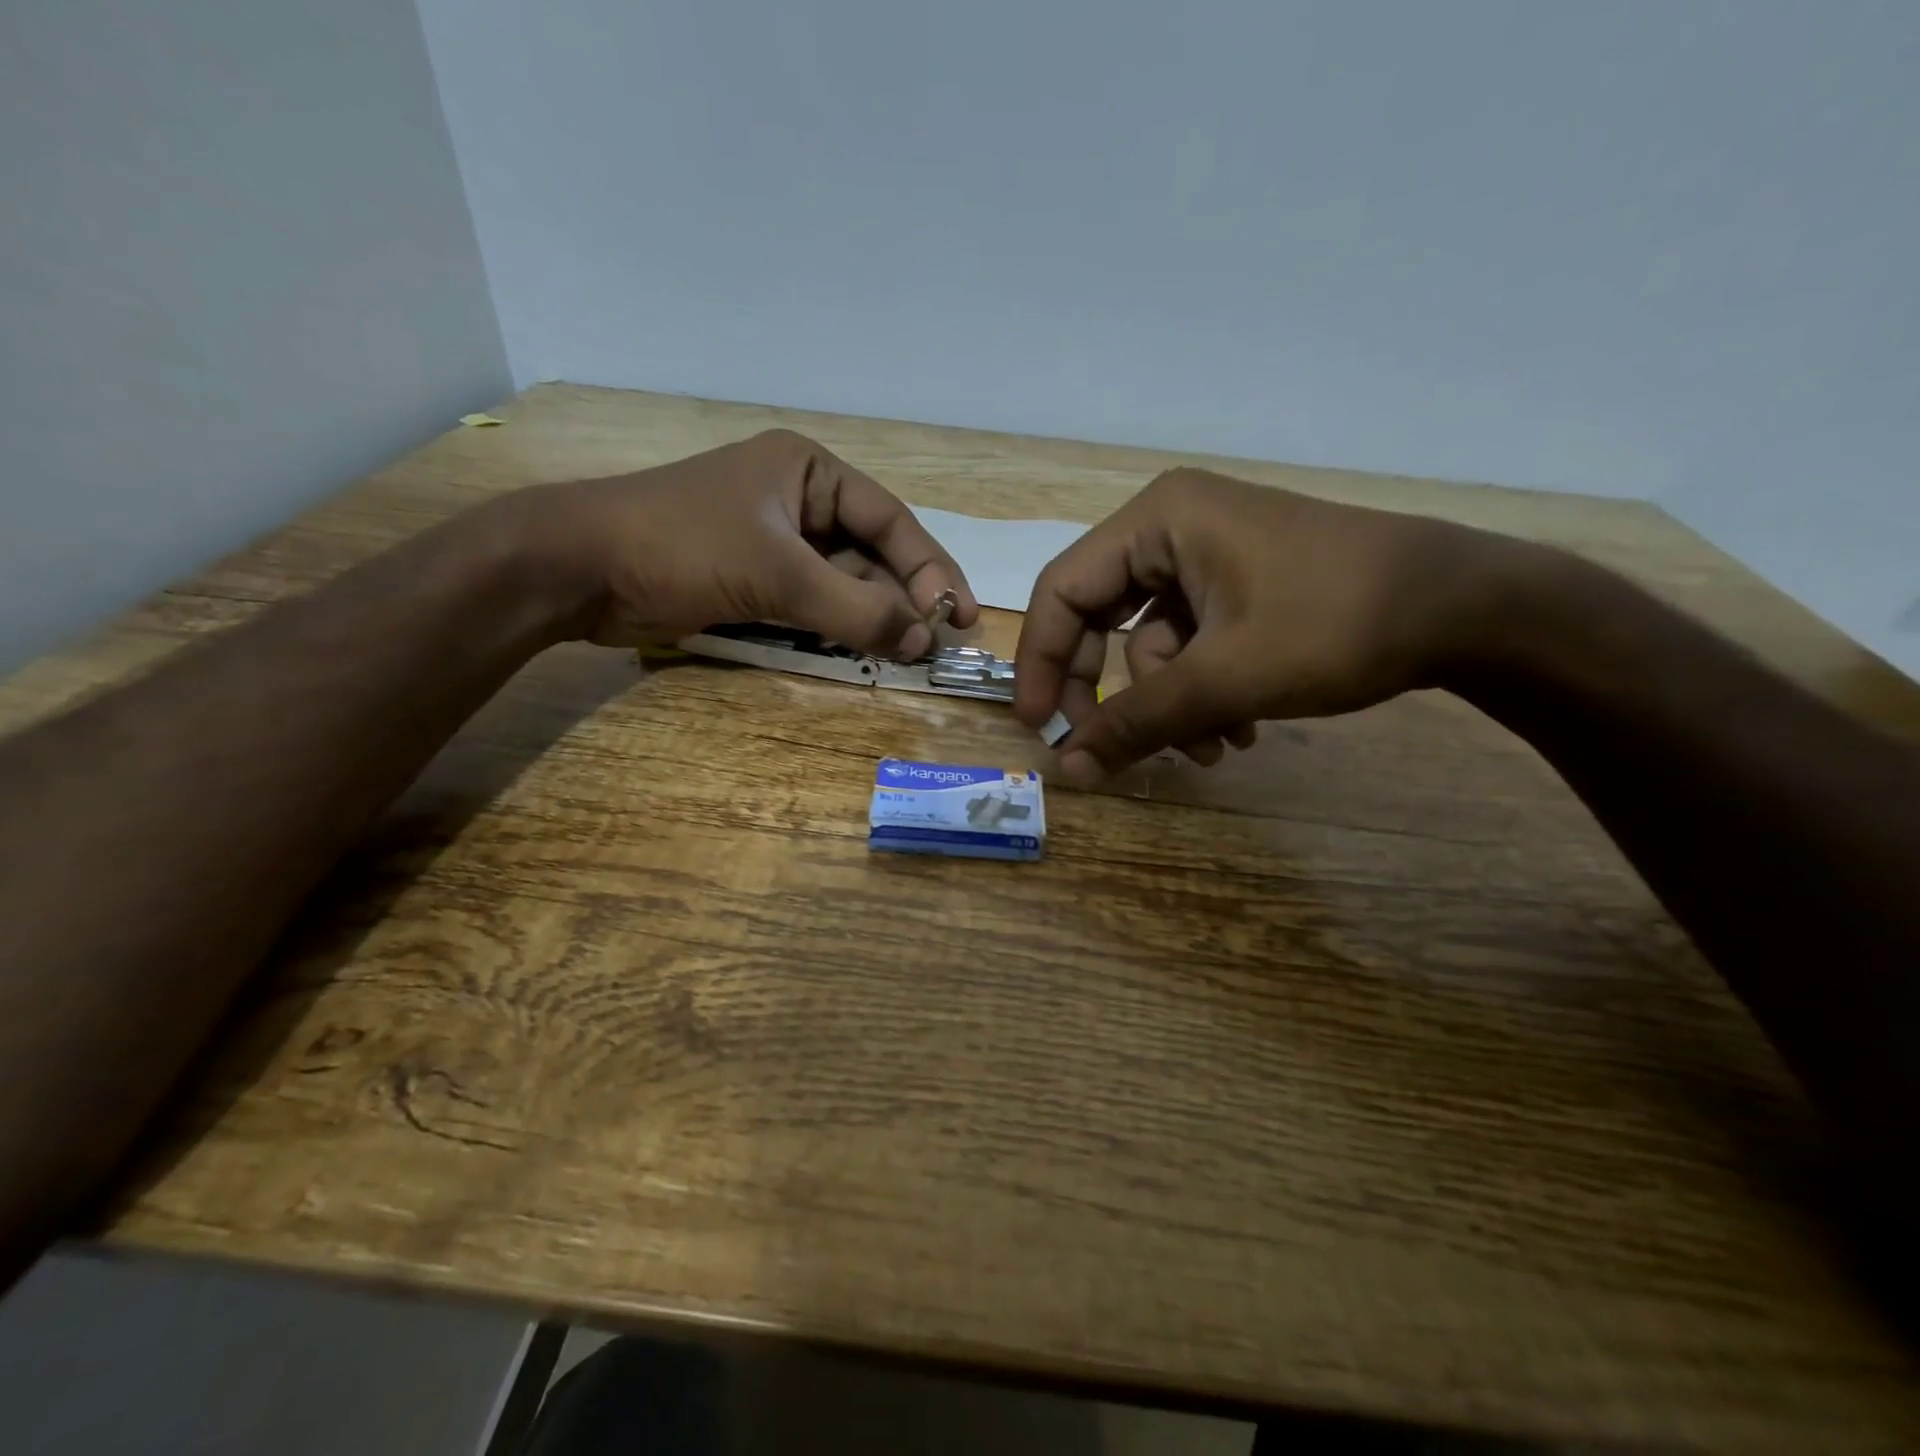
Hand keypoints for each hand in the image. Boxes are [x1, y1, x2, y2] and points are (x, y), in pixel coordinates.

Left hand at [539, 430, 978, 656]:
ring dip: (874, 617)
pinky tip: (866, 650)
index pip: (889, 520)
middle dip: (904, 597)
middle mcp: (799, 500)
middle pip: (872, 552)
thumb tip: (924, 641)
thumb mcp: (778, 573)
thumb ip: (855, 609)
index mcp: (809, 470)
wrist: (580, 568)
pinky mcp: (757, 578)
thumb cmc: (682, 546)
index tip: (960, 615)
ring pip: (845, 582)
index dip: (931, 568)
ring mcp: (777, 541)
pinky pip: (815, 602)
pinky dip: (839, 627)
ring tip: (908, 654)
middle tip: (938, 643)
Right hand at [1013, 467, 1518, 782]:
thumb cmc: (1336, 623)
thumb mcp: (1225, 678)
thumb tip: (1065, 771)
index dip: (1042, 663)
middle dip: (1115, 694)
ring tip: (1217, 749)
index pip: (1062, 592)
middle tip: (1111, 750)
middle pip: (1101, 618)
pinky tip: (1242, 729)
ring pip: (1150, 644)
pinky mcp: (1238, 585)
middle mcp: (1172, 528)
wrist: (1468, 608)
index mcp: (1157, 520)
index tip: (1040, 729)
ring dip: (1172, 705)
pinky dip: (1203, 693)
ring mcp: (1208, 556)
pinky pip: (1191, 645)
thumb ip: (1136, 723)